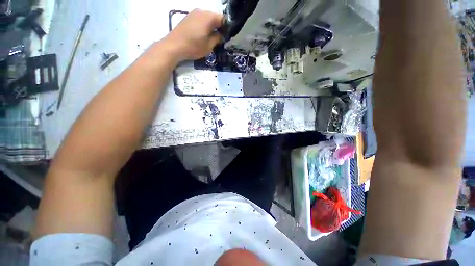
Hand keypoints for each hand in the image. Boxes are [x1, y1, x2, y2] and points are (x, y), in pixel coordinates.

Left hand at [164, 9, 222, 62]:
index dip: (226, 28)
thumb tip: (221, 35)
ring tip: (210, 38)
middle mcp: (202, 11)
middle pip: (215, 18)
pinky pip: (200, 20)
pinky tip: (202, 35)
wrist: (174, 46)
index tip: (226, 37)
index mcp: (209, 17)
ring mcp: (193, 13)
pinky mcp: (188, 17)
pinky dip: (204, 26)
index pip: (223, 19)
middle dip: (218, 27)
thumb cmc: (194, 46)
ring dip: (211, 27)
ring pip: (207, 19)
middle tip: (219, 39)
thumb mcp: (209, 46)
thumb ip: (217, 38)